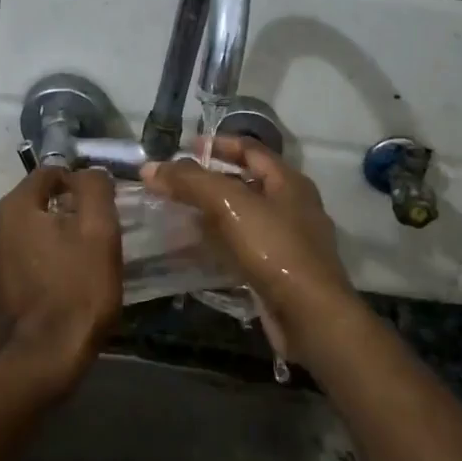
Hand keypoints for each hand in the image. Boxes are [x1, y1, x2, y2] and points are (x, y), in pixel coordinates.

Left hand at [0, 166, 122, 393]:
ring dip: (56, 237)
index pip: (51, 173)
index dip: (81, 184)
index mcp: (14, 206)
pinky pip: (24, 257)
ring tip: (83, 259)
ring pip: (32, 231)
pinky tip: (64, 280)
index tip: (104, 206)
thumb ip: (94, 188)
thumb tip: (89, 173)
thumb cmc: (76, 289)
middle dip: (68, 211)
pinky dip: (44, 260)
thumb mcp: (99, 230)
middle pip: (39, 202)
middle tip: (98, 234)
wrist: (44, 359)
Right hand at [141, 138, 361, 364]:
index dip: (218, 143)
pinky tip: (197, 248)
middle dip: (210, 180)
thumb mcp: (230, 205)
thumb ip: (190, 182)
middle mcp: (292, 205)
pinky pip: (244, 246)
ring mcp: (289, 240)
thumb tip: (150, 168)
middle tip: (174, 183)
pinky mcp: (279, 270)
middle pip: (246, 181)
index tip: (184, 148)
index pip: (250, 148)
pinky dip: (220, 242)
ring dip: (212, 212)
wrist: (311, 317)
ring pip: (243, 216)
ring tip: (178, 213)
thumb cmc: (274, 249)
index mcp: (288, 181)